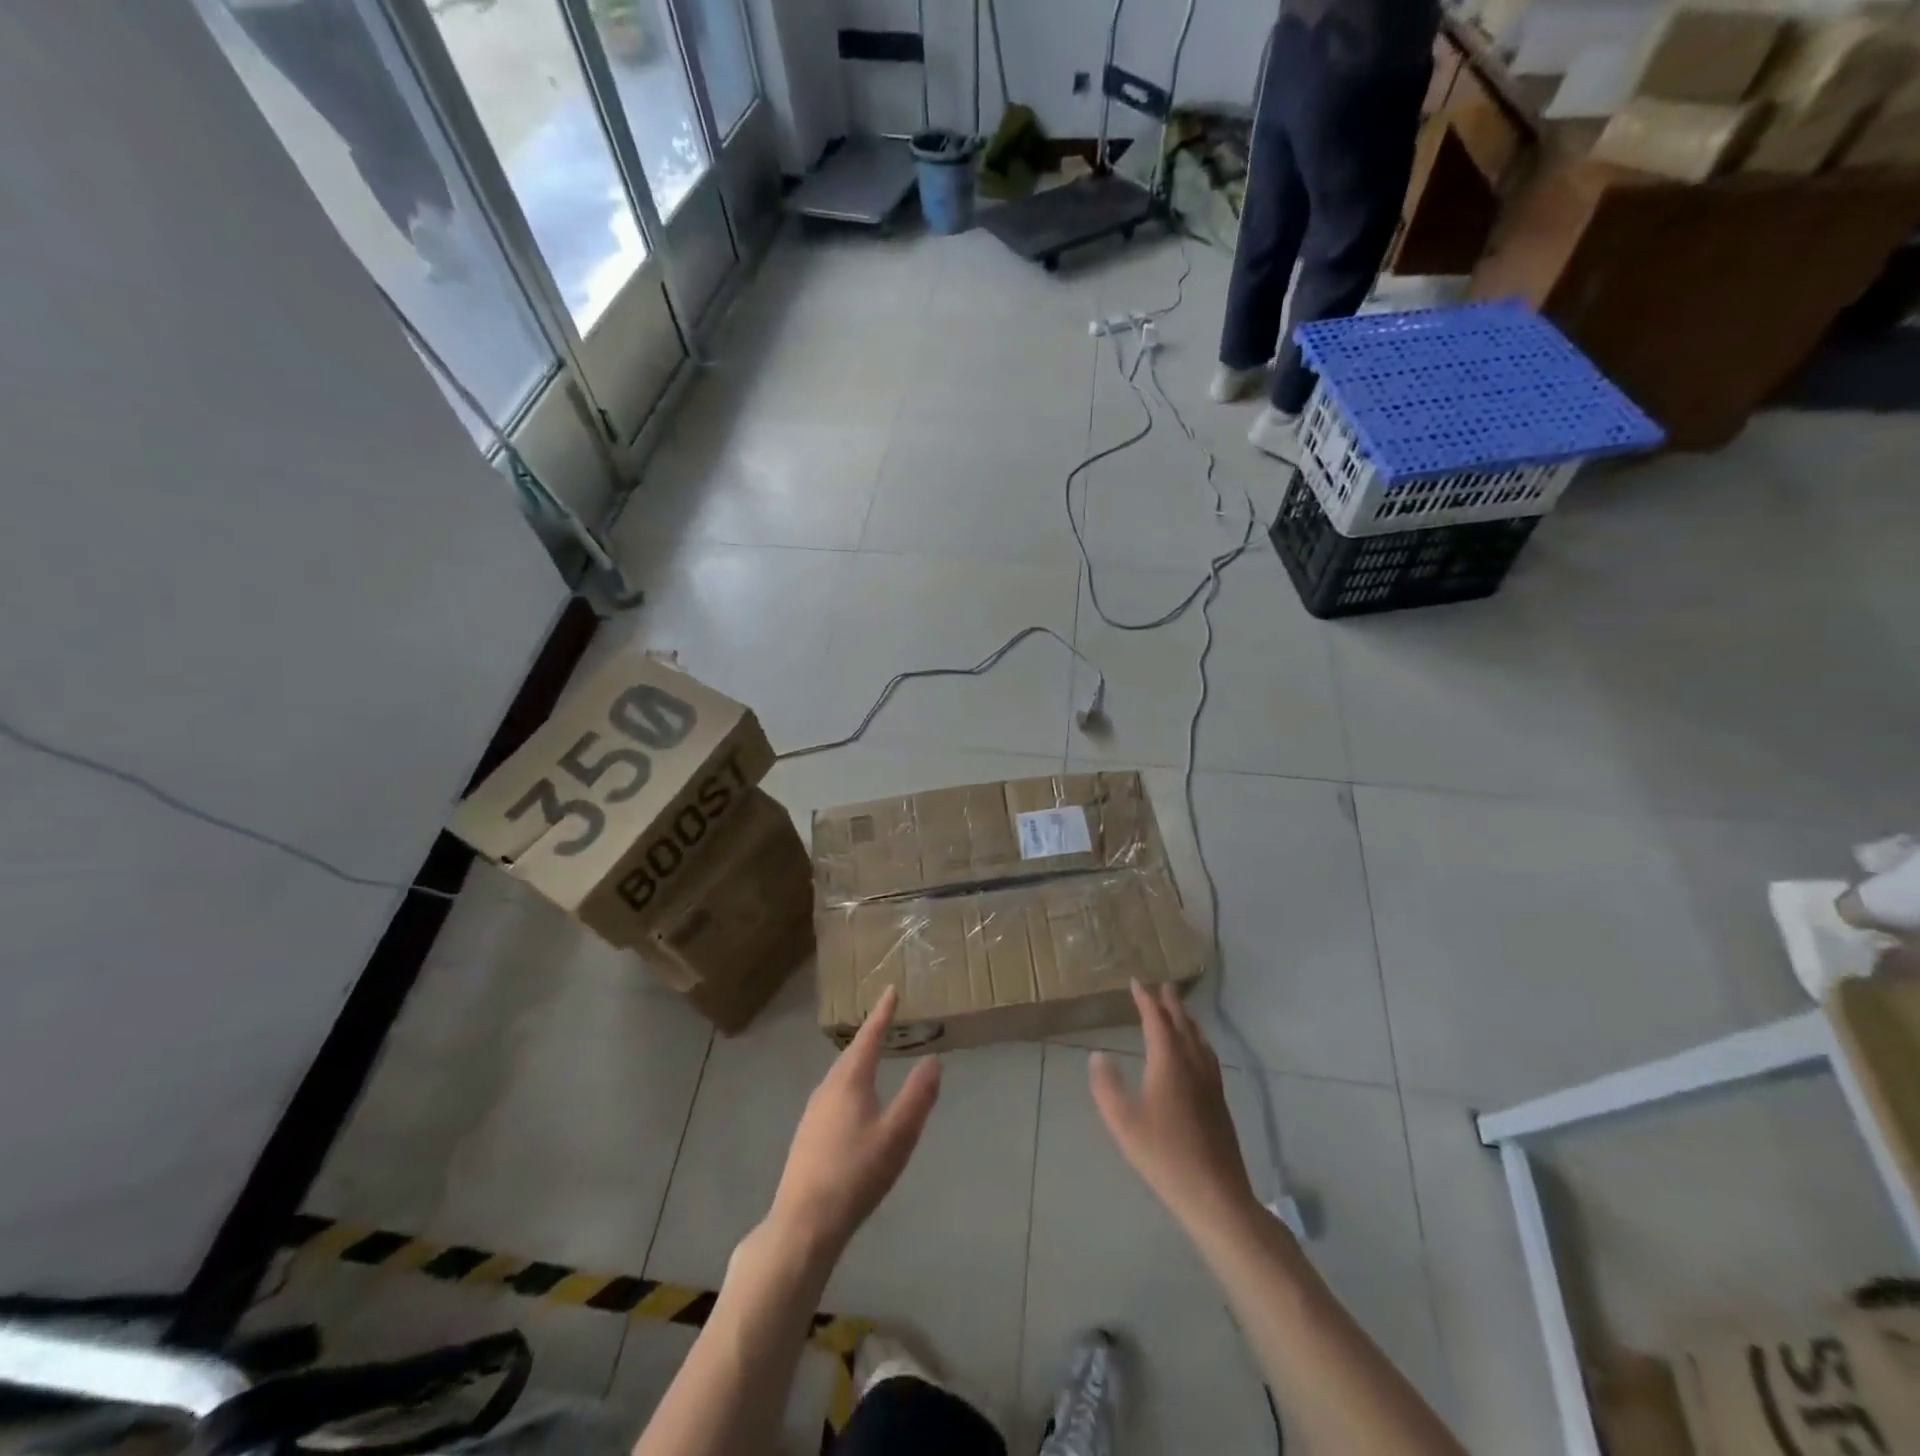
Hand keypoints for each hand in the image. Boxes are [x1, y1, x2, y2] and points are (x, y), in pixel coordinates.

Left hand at [767, 986, 941, 1257]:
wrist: (804, 1222)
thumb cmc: (856, 1174)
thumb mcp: (898, 1135)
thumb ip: (918, 1096)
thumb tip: (933, 1060)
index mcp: (849, 1081)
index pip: (869, 1037)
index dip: (882, 1014)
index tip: (891, 990)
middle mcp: (827, 1088)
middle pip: (852, 1055)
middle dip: (870, 1037)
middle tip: (885, 1021)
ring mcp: (813, 1113)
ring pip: (840, 1077)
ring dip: (858, 1062)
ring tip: (873, 1058)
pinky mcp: (807, 1136)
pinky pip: (833, 1096)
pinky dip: (849, 1086)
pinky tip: (854, 1105)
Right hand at [1090, 981, 1258, 1236]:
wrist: (1215, 1194)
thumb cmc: (1163, 1155)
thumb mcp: (1123, 1122)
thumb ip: (1106, 1085)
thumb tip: (1098, 1055)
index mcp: (1169, 1063)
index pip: (1157, 1021)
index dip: (1146, 1000)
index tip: (1136, 982)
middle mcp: (1192, 1065)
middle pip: (1182, 1025)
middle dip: (1171, 1004)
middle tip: (1163, 986)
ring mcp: (1210, 1083)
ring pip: (1199, 1040)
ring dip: (1187, 1020)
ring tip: (1180, 1012)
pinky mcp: (1219, 1100)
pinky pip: (1208, 1056)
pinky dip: (1198, 1041)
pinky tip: (1198, 1053)